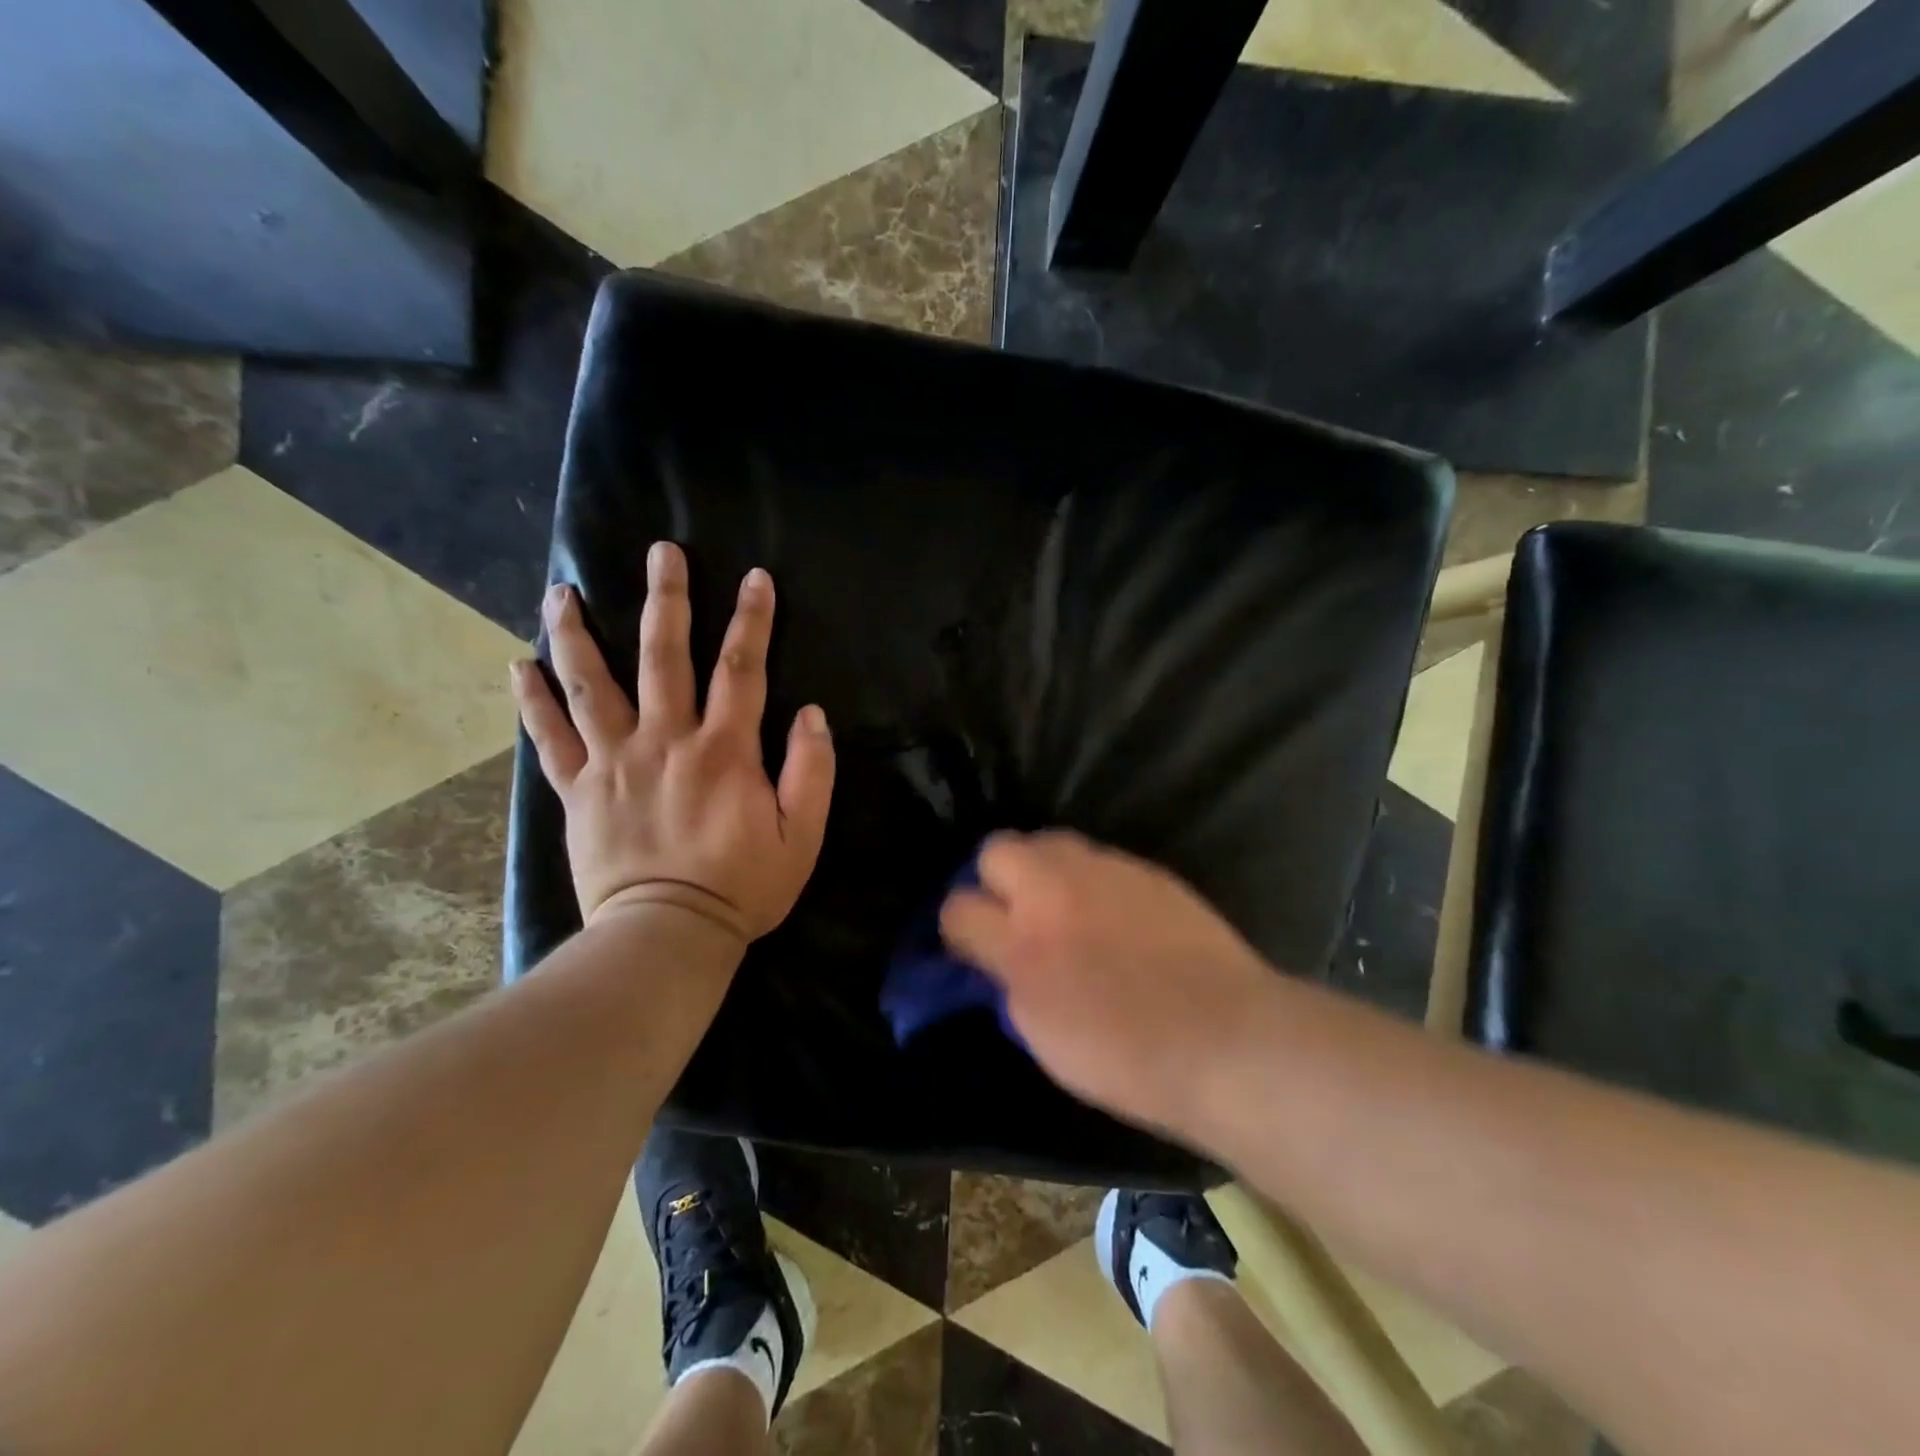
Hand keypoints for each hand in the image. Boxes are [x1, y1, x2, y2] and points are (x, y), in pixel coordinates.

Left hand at [511, 542, 835, 944]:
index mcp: (725, 751)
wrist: (667, 936)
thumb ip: (812, 771)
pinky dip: (532, 700)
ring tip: (561, 591)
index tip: (755, 578)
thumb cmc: (743, 887)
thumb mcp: (802, 836)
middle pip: (664, 656)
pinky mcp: (578, 790)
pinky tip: (519, 664)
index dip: (752, 620)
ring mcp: (614, 762)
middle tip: (661, 552)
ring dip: (577, 633)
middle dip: (666, 599)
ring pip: (591, 684)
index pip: (743, 669)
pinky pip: (550, 738)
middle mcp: (666, 741)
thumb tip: (810, 713)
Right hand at [940, 831, 1274, 1134]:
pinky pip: (1098, 859)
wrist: (1227, 1039)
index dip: (958, 927)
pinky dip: (1089, 879)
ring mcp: (1105, 871)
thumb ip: (1010, 983)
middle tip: (1014, 913)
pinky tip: (1112, 913)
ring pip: (1049, 842)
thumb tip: (998, 960)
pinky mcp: (1146, 870)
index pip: (958, 907)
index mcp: (1022, 943)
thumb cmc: (1128, 1059)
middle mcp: (1056, 891)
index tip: (972, 946)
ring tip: (1062, 906)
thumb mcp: (1043, 1035)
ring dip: (1042, 869)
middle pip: (997, 849)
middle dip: (994, 877)